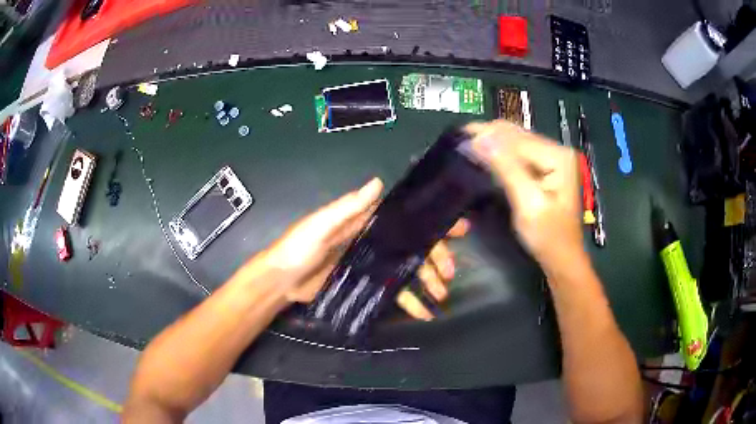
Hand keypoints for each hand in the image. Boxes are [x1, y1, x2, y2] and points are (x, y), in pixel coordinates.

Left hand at [262, 178, 467, 319]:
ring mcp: (372, 264)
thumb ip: (348, 208)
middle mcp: (374, 240)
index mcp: (366, 222)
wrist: (281, 281)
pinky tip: (423, 312)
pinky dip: (409, 301)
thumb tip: (378, 183)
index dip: (431, 221)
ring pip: (408, 269)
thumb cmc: (298, 248)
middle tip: (450, 273)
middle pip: (413, 246)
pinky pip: (394, 290)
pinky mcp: (367, 284)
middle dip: (436, 257)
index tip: (458, 228)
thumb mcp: (320, 225)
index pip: (405, 217)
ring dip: (427, 281)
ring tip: (441, 296)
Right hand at [466, 120, 584, 271]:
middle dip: (488, 135)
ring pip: (516, 141)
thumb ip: (506, 169)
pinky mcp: (546, 167)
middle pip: (517, 134)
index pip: (517, 138)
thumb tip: (480, 139)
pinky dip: (500, 152)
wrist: (562, 258)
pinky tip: (484, 153)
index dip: (488, 135)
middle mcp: (557, 150)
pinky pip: (519, 152)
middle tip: (459, 138)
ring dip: (492, 141)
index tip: (459, 136)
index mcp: (558, 156)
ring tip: (466, 142)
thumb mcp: (528, 203)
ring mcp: (552, 158)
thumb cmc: (548, 237)